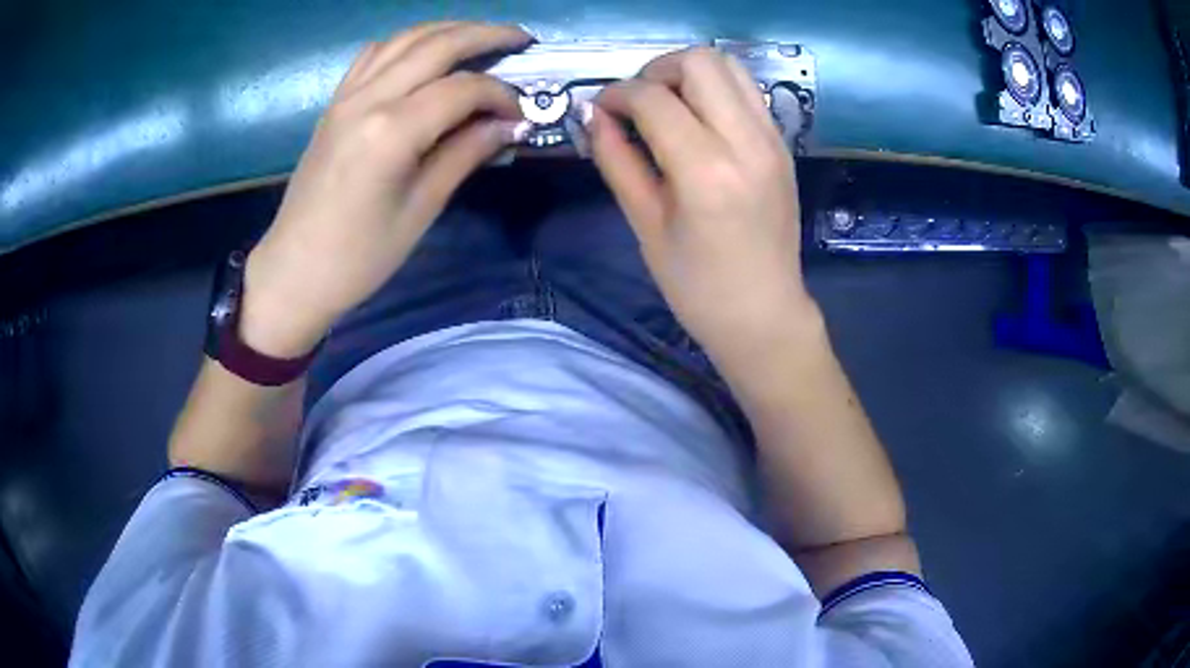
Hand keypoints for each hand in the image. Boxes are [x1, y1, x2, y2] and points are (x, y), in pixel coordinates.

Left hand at [242, 22, 532, 356]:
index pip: (462, 88)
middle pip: (436, 44)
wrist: (294, 272)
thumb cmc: (360, 257)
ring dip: (448, 30)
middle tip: (521, 39)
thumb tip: (510, 125)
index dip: (501, 95)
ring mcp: (346, 96)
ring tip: (481, 37)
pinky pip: (374, 54)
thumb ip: (466, 154)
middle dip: (486, 34)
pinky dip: (407, 43)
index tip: (522, 113)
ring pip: (404, 39)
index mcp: (391, 131)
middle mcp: (367, 99)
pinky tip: (425, 53)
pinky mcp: (334, 103)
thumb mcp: (421, 210)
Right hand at [587, 48, 818, 367]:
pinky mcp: (782, 144)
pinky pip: (747, 91)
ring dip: (689, 73)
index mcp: (706, 171)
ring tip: (667, 105)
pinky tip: (698, 121)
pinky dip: (716, 89)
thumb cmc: (697, 285)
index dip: (617, 94)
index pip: (654, 98)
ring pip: (729, 65)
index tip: (601, 110)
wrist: (764, 314)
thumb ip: (617, 161)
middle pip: (699, 61)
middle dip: (656, 70)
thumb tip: (593, 115)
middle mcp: (746, 142)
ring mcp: (772, 139)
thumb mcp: (646, 225)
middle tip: (637, 103)